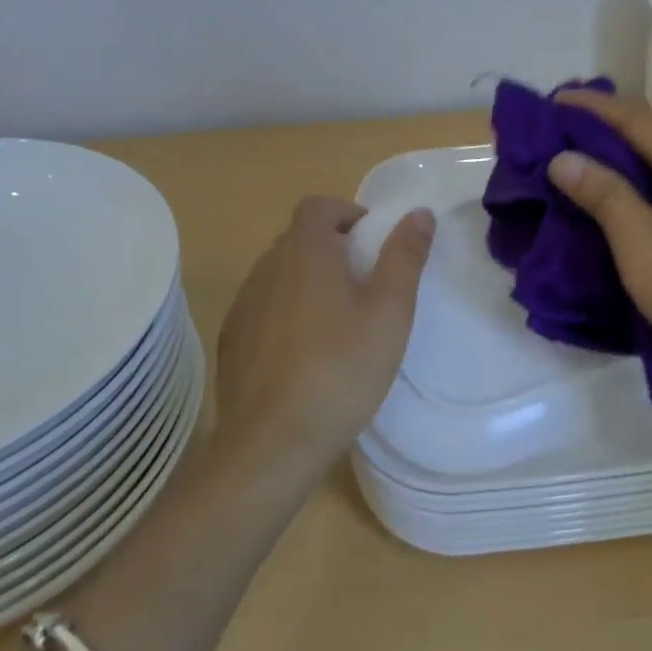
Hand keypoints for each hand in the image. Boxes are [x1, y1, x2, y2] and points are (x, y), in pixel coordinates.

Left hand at [213, 197, 434, 484]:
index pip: (318, 206)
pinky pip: (263, 308)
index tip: (372, 243)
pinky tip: (305, 354)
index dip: (346, 213)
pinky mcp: (231, 340)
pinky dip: (285, 312)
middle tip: (365, 285)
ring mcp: (243, 305)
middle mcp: (266, 268)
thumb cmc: (340, 370)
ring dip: (307, 281)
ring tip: (338, 322)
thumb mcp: (389, 313)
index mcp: (304, 252)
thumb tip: (419, 212)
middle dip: (332, 248)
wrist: (270, 444)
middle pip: (299, 238)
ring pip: (279, 274)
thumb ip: (404, 257)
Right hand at [547, 90, 651, 407]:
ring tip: (589, 159)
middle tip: (561, 134)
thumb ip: (604, 195)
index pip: (637, 116)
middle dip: (609, 127)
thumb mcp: (644, 252)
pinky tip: (637, 192)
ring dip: (633, 153)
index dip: (591, 107)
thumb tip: (563, 157)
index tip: (550, 102)